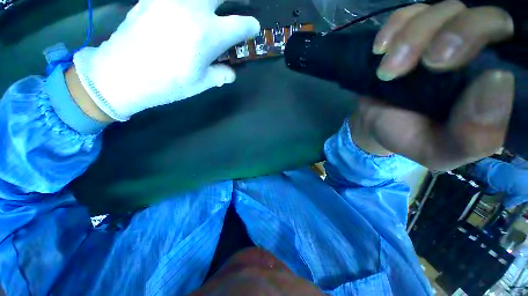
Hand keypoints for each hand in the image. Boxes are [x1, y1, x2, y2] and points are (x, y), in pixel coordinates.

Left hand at [73, 0, 259, 120]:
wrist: (120, 74)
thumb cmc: (166, 84)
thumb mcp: (200, 84)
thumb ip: (220, 75)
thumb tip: (232, 73)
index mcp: (208, 35)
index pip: (239, 25)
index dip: (251, 26)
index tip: (253, 28)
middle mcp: (192, 8)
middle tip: (239, 5)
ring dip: (210, 1)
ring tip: (211, 11)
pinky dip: (189, 3)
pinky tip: (187, 11)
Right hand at [351, 0, 515, 170]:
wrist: (374, 123)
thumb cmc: (406, 136)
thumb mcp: (439, 151)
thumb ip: (473, 137)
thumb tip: (497, 81)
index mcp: (493, 86)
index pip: (518, 54)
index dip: (500, 51)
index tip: (466, 71)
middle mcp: (478, 53)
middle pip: (488, 18)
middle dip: (458, 34)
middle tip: (429, 63)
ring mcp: (443, 37)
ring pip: (446, 10)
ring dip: (414, 37)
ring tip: (388, 70)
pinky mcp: (412, 32)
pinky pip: (409, 12)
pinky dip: (395, 26)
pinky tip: (380, 49)